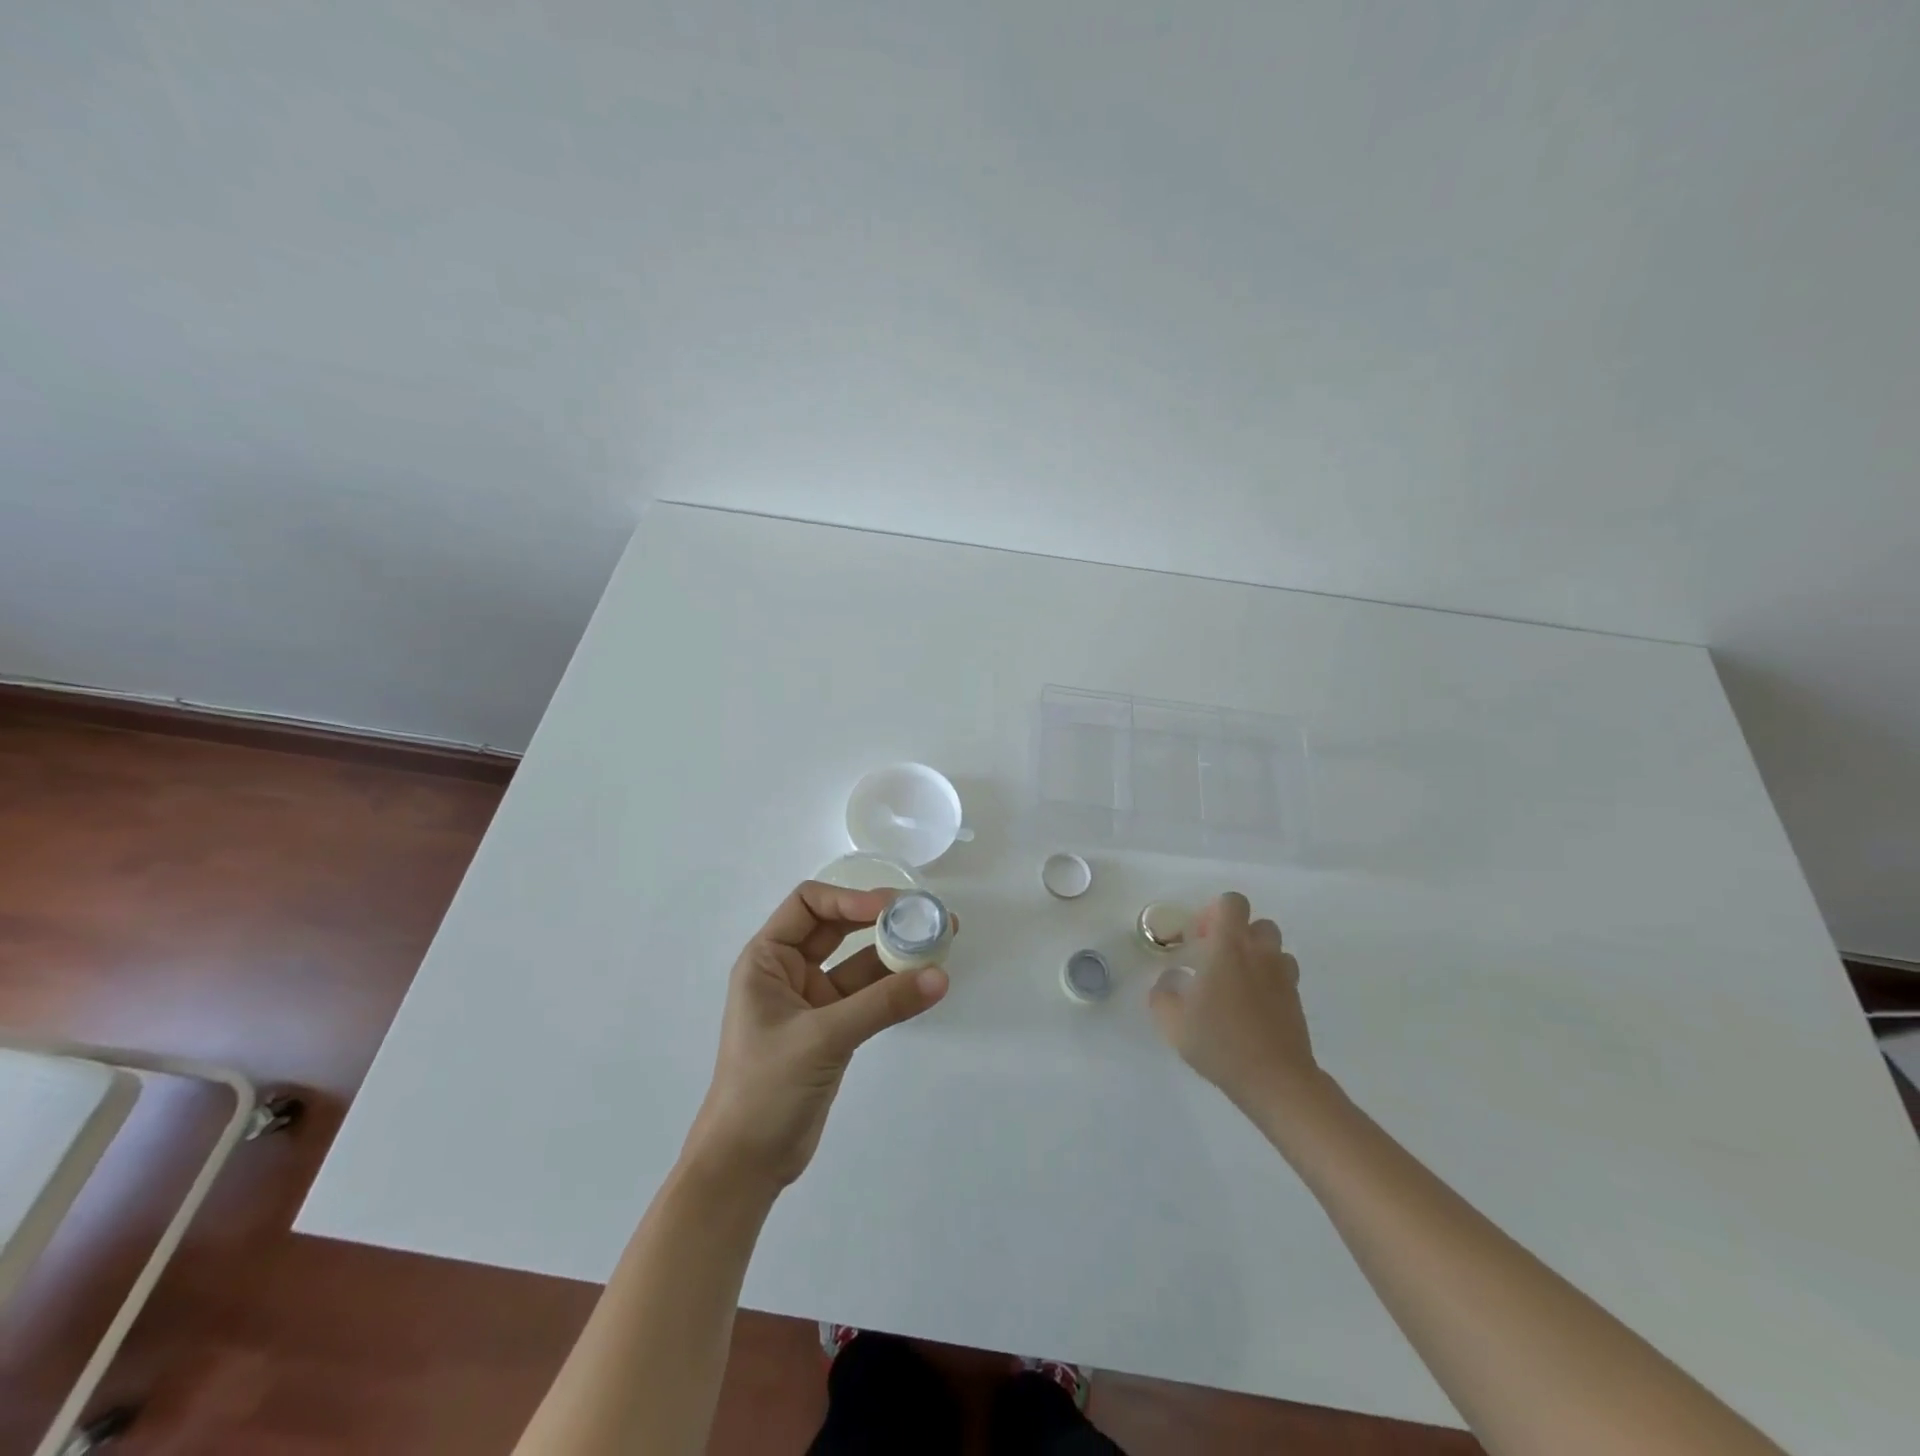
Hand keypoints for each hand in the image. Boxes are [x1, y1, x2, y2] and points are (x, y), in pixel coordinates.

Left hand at [685, 882, 947, 1192]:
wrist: (746, 1166)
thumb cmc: (766, 1088)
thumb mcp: (823, 1037)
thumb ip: (882, 1004)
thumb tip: (939, 976)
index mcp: (767, 960)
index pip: (808, 905)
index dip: (849, 898)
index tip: (891, 908)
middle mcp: (788, 972)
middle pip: (837, 928)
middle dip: (880, 920)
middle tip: (925, 915)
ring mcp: (812, 1002)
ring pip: (858, 963)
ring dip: (894, 953)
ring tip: (939, 941)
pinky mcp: (832, 1030)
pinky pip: (868, 996)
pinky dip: (894, 988)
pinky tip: (926, 980)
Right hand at [1148, 892, 1319, 1112]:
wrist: (1276, 1080)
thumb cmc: (1219, 1042)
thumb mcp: (1172, 1021)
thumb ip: (1162, 994)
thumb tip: (1167, 982)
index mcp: (1229, 947)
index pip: (1232, 903)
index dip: (1213, 912)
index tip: (1198, 938)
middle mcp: (1260, 954)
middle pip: (1257, 923)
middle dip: (1237, 934)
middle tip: (1215, 959)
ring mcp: (1283, 977)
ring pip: (1274, 949)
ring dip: (1256, 957)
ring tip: (1235, 984)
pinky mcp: (1297, 1001)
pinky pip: (1283, 976)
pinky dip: (1268, 982)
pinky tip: (1250, 1008)